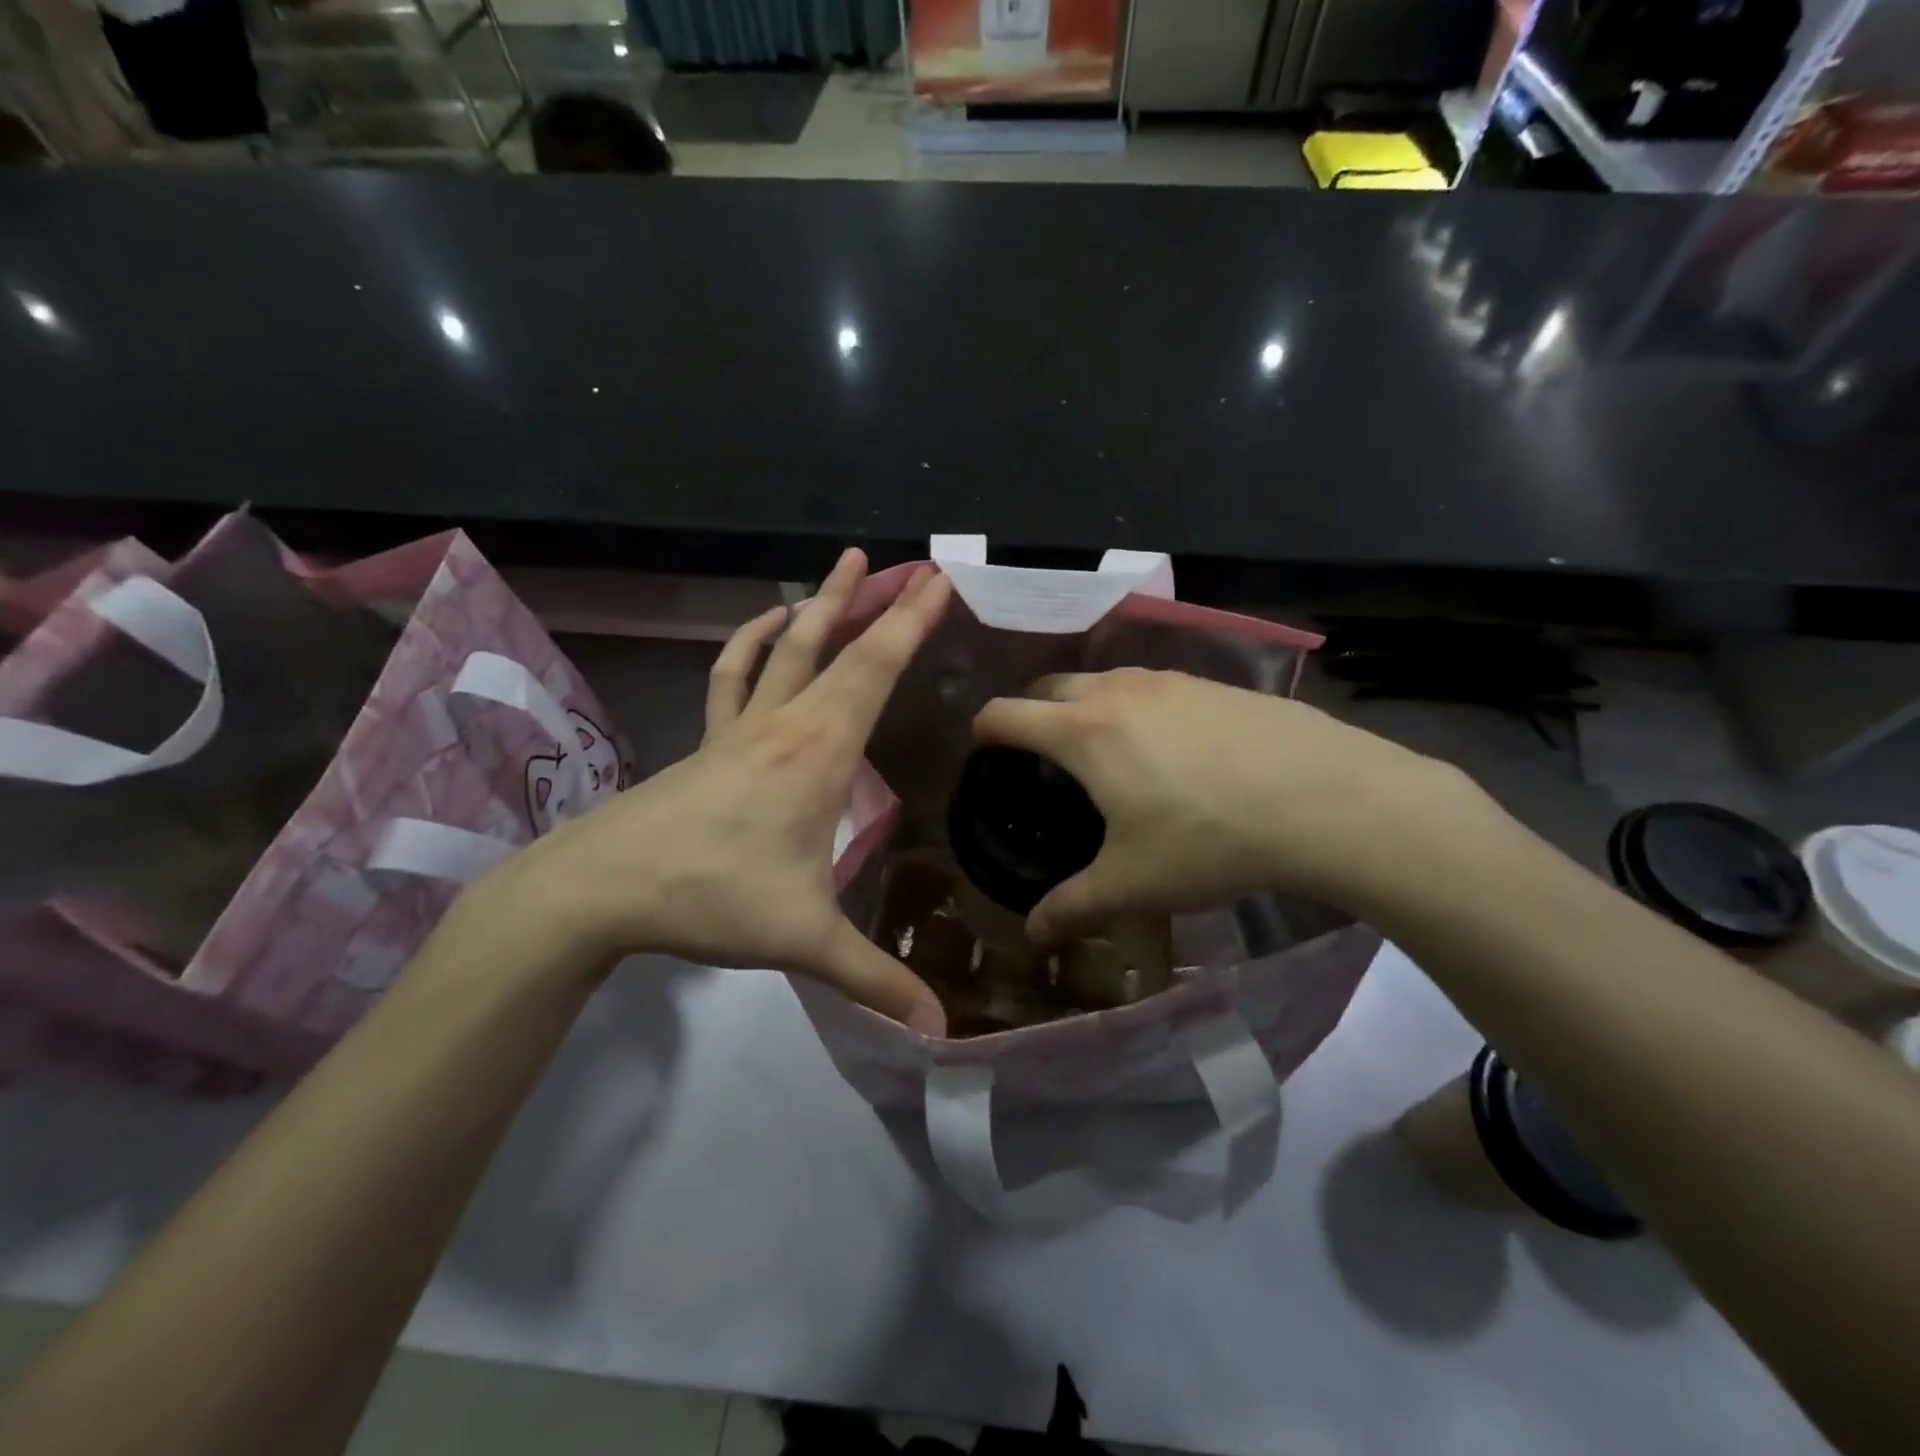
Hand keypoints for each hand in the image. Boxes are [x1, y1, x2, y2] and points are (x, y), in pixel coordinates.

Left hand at [481, 549, 950, 1034]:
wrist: (599, 888)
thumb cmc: (710, 898)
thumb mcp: (803, 940)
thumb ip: (873, 979)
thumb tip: (939, 1031)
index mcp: (818, 753)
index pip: (874, 671)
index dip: (910, 624)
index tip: (937, 581)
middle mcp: (784, 725)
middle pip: (836, 647)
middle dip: (878, 604)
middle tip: (908, 565)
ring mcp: (740, 729)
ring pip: (785, 650)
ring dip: (817, 608)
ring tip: (839, 569)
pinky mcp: (709, 742)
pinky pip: (735, 677)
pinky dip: (752, 646)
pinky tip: (765, 629)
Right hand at [973, 669, 1491, 943]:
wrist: (1324, 798)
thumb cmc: (1209, 839)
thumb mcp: (1133, 884)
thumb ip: (1072, 907)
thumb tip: (1032, 938)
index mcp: (1083, 732)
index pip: (1007, 713)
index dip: (984, 730)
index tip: (982, 751)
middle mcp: (1118, 691)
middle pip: (1051, 686)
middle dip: (1033, 712)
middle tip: (1040, 755)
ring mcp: (1169, 679)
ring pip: (1105, 679)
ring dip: (1087, 705)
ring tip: (1104, 749)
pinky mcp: (1213, 683)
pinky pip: (1153, 686)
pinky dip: (1137, 706)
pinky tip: (1169, 747)